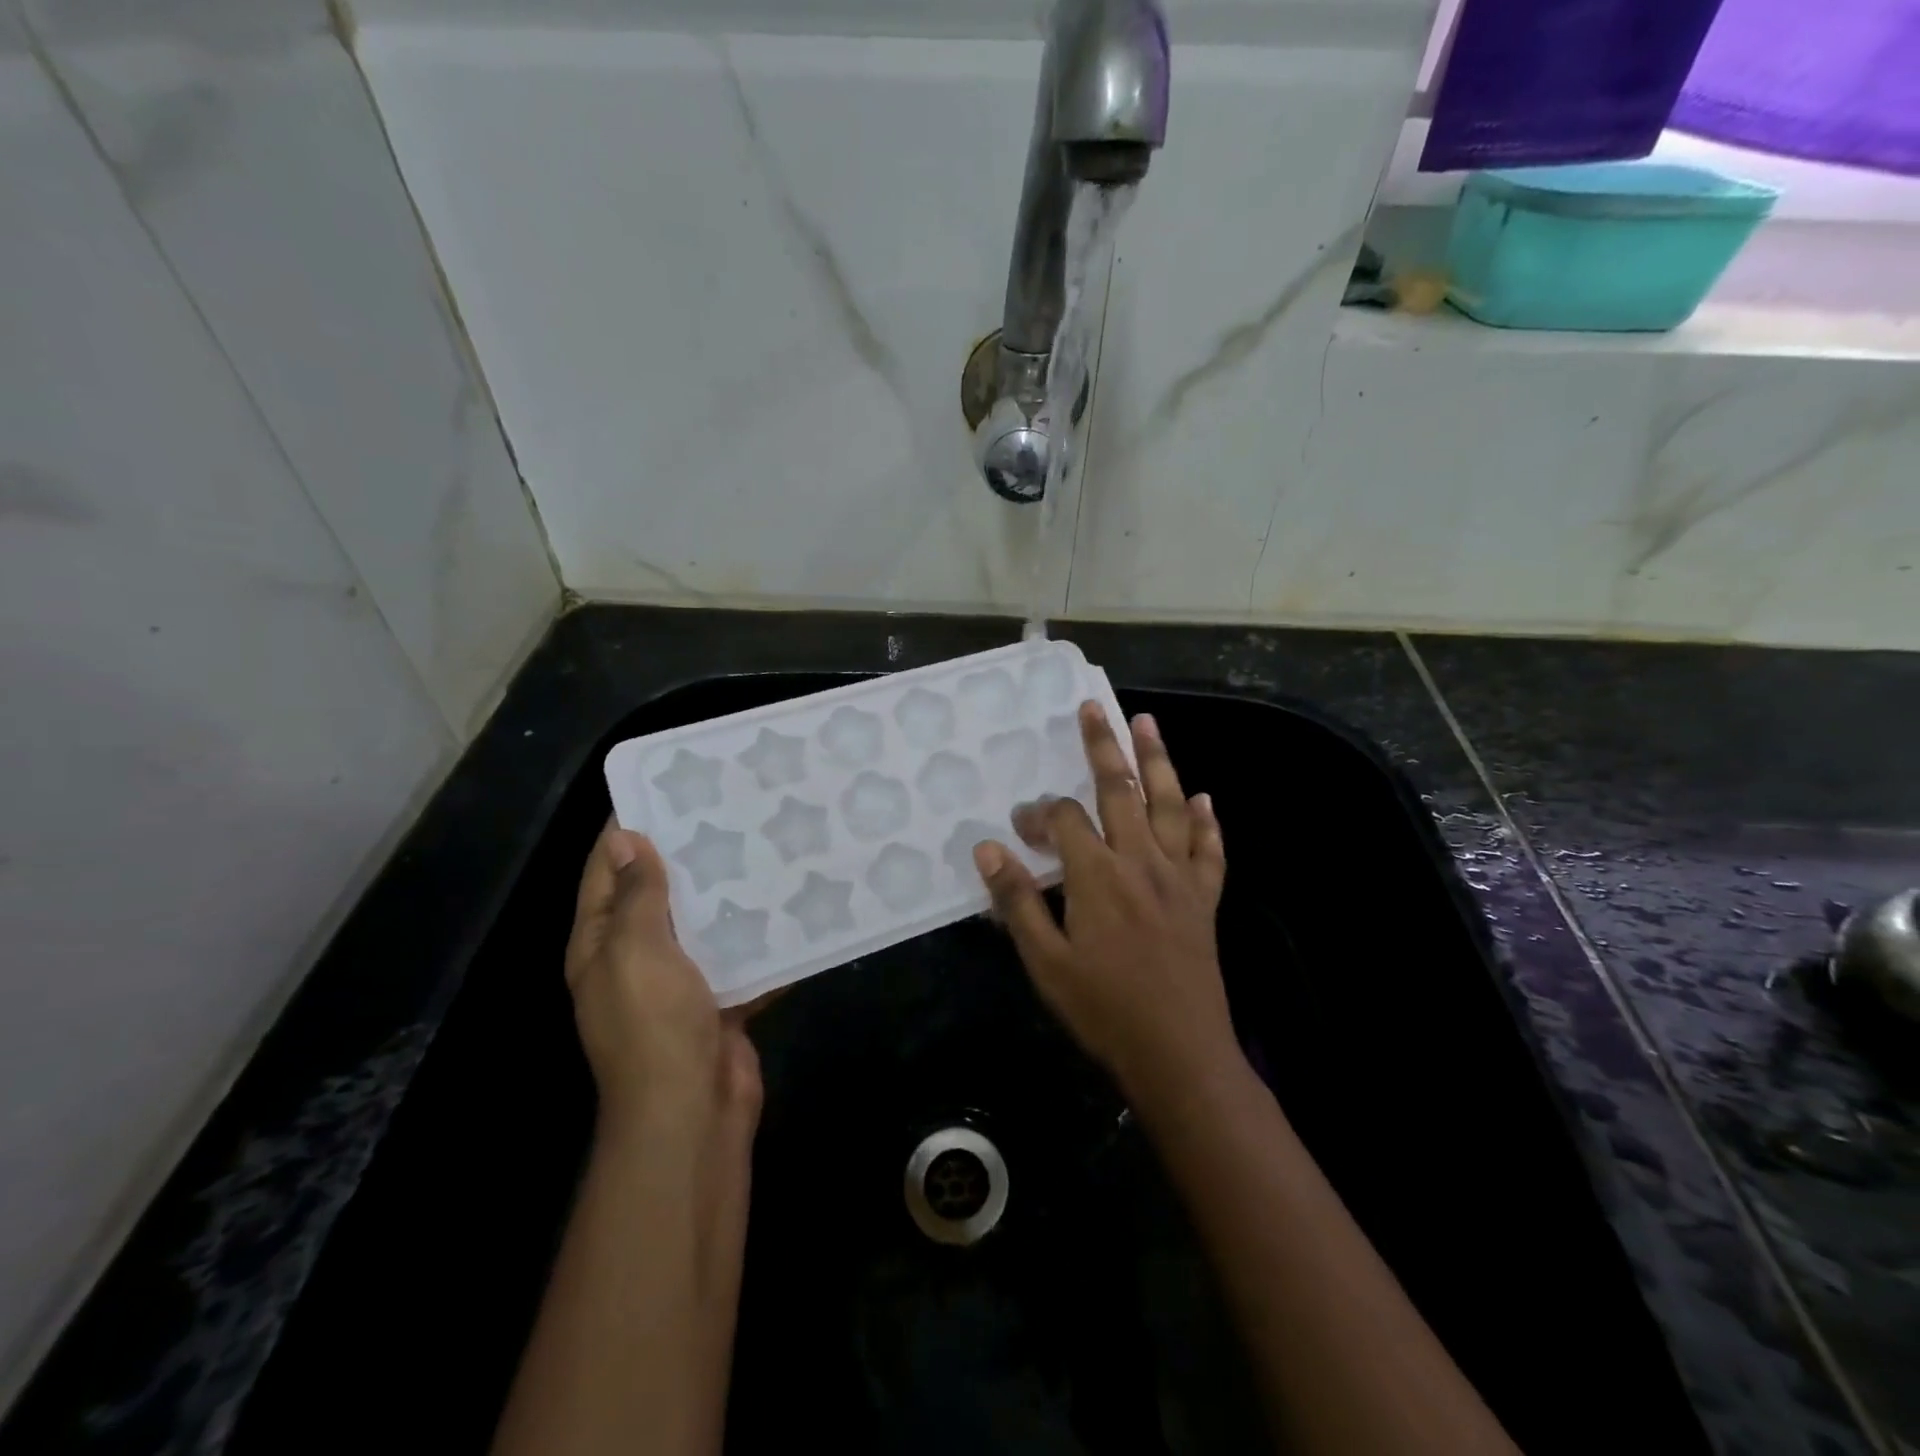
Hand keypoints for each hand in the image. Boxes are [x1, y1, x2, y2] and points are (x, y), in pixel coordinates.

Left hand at [566, 822, 761, 1138]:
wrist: (692, 1110)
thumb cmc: (654, 1024)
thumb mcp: (635, 950)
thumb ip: (636, 895)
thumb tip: (625, 839)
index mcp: (601, 943)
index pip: (606, 872)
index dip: (626, 831)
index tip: (663, 789)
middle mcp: (636, 958)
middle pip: (658, 894)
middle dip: (686, 855)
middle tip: (727, 809)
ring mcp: (680, 982)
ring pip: (703, 923)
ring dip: (727, 892)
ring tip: (763, 843)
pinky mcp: (721, 999)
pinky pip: (739, 956)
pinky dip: (759, 935)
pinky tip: (789, 903)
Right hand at [973, 703, 1229, 1096]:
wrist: (1179, 1054)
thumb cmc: (1104, 1010)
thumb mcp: (1046, 962)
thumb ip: (1017, 900)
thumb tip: (987, 847)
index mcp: (1098, 876)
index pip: (1065, 821)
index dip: (1039, 815)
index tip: (1020, 828)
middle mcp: (1141, 861)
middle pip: (1121, 790)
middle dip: (1103, 746)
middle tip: (1094, 708)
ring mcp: (1178, 877)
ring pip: (1170, 805)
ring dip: (1158, 760)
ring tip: (1147, 723)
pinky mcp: (1204, 898)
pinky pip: (1209, 850)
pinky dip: (1207, 821)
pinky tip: (1204, 798)